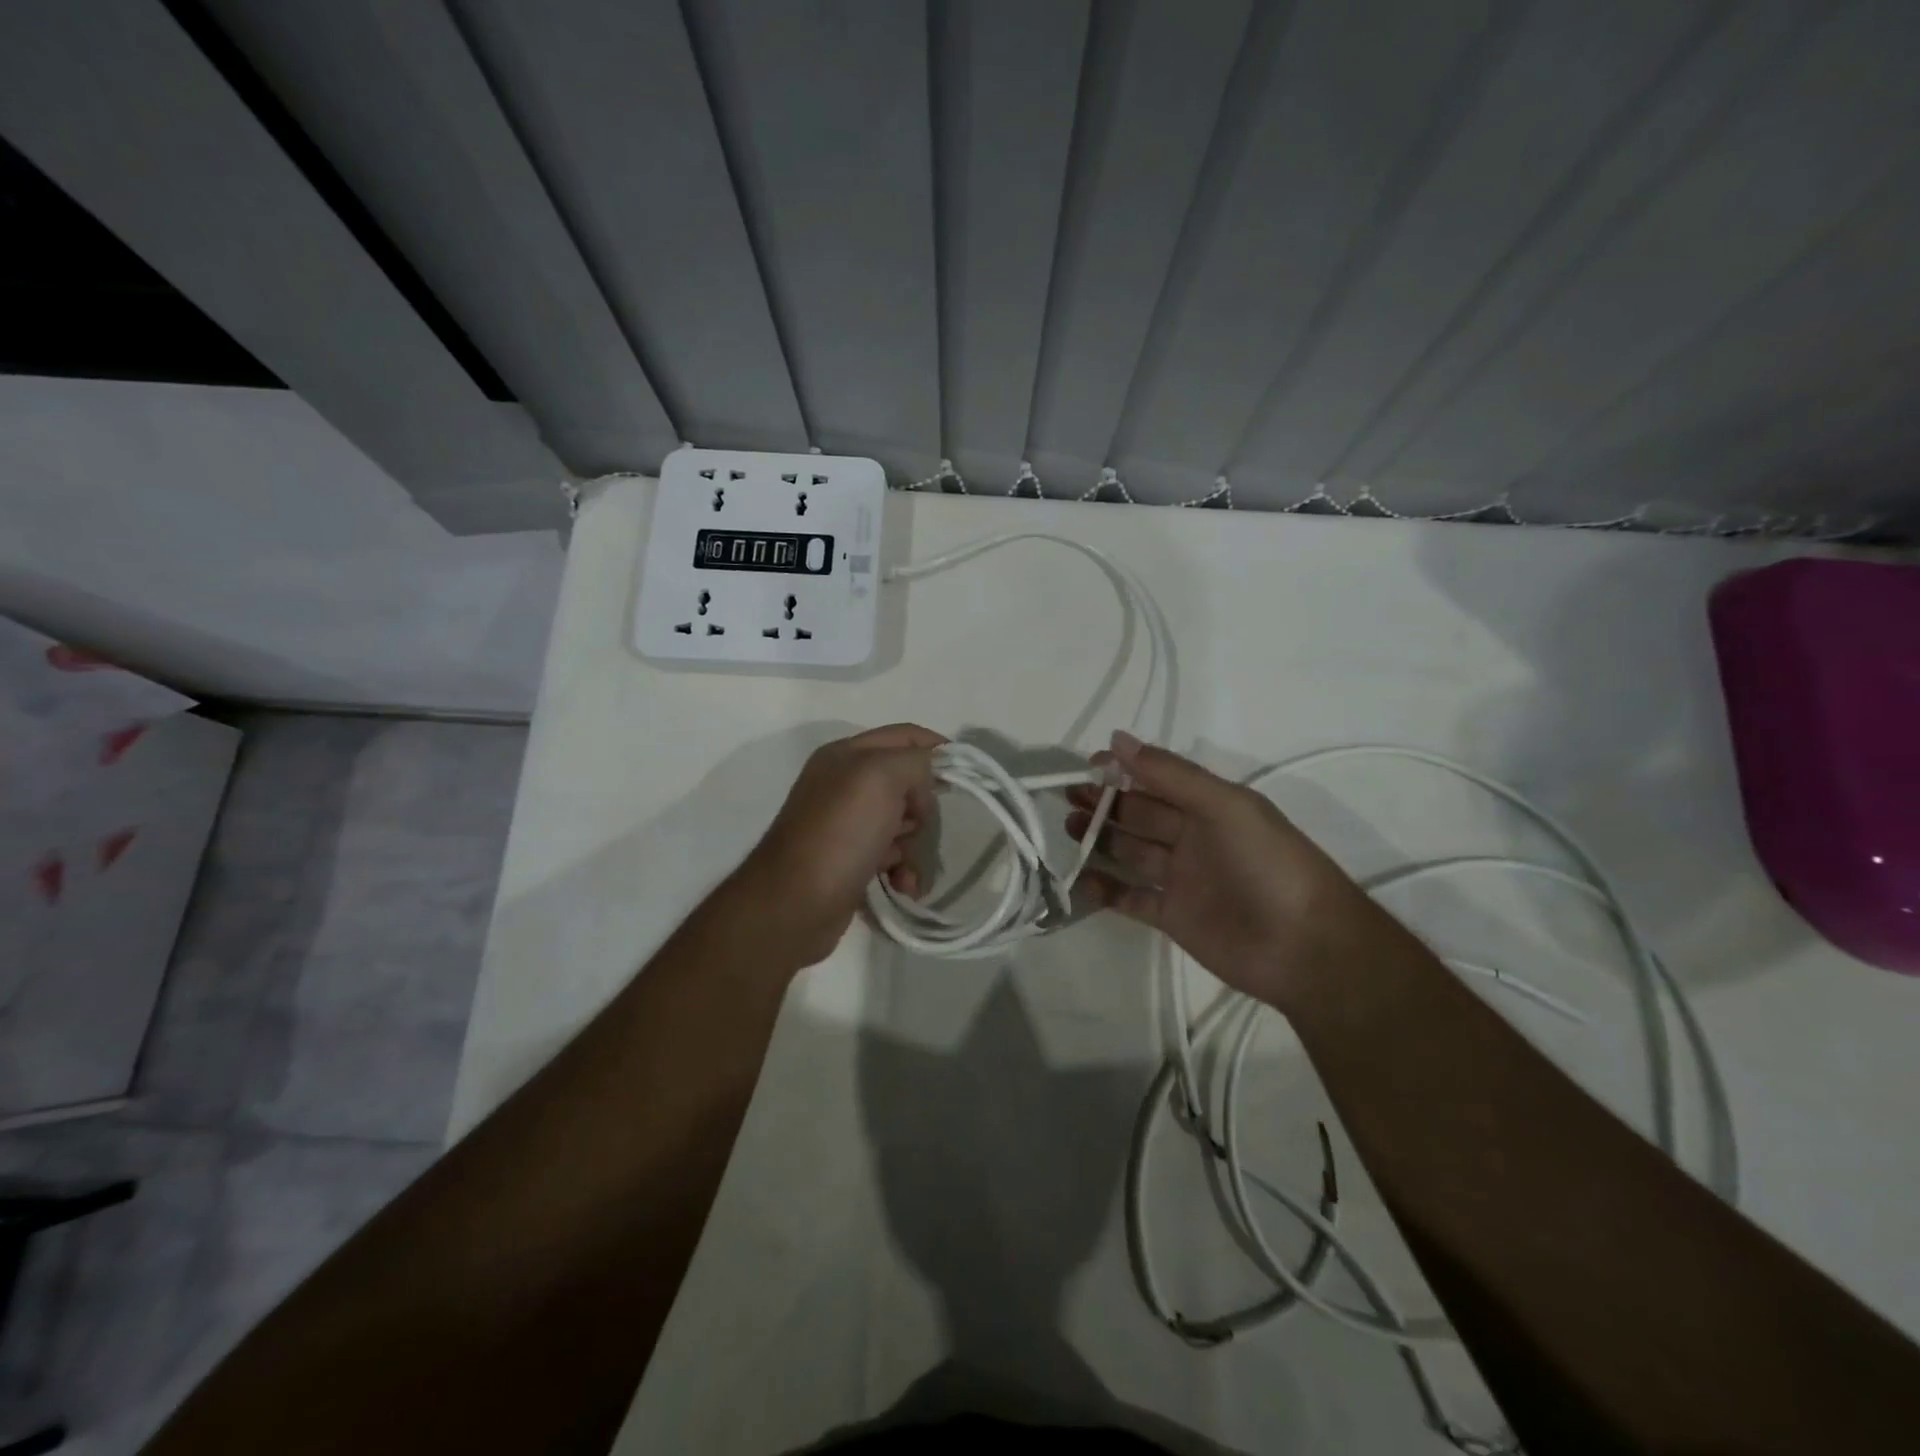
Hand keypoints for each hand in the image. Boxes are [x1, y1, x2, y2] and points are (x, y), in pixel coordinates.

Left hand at [734, 724, 942, 967]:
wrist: (795, 904)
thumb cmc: (841, 832)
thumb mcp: (881, 777)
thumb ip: (914, 761)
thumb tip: (926, 777)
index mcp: (846, 755)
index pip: (904, 736)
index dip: (936, 748)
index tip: (966, 774)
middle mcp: (844, 785)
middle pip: (906, 783)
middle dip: (923, 806)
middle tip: (918, 824)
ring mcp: (845, 825)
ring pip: (902, 824)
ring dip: (914, 846)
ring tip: (904, 865)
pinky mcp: (849, 861)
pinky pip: (891, 857)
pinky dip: (902, 870)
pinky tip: (901, 885)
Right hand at [1065, 731, 1386, 1009]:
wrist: (1304, 946)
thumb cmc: (1268, 863)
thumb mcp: (1225, 806)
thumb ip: (1171, 774)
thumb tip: (1117, 738)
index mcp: (1209, 807)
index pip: (1158, 779)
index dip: (1124, 769)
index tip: (1088, 765)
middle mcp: (1193, 838)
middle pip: (1140, 814)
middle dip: (1105, 803)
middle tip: (1068, 797)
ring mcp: (1181, 879)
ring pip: (1131, 853)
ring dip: (1100, 839)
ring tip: (1068, 830)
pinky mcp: (1172, 918)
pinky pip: (1131, 899)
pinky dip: (1106, 890)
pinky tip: (1080, 879)